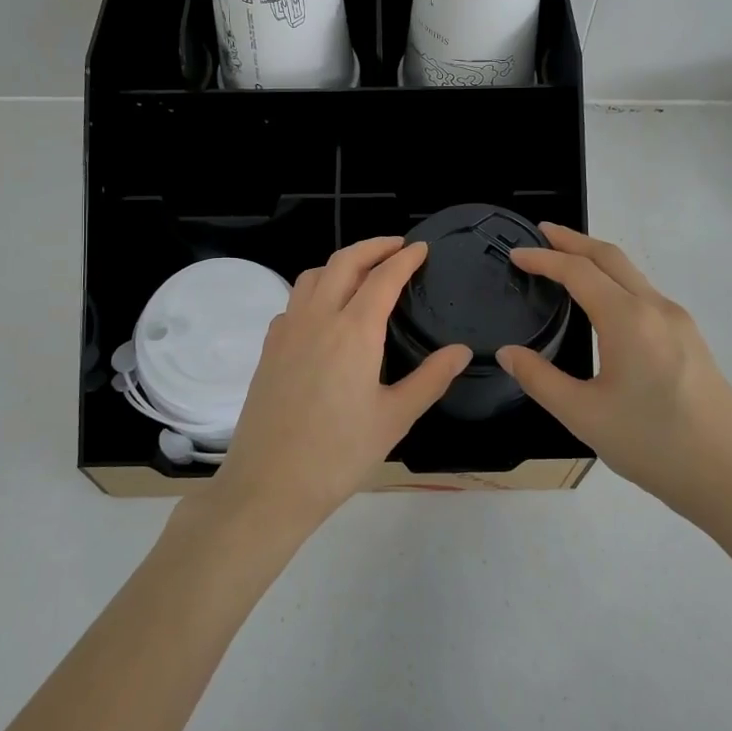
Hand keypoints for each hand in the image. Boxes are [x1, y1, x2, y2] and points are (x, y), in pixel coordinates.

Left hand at [209, 237, 471, 532]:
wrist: (269, 484)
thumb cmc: (339, 454)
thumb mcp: (395, 418)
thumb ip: (431, 378)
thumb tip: (462, 351)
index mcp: (354, 331)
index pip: (383, 277)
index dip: (405, 258)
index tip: (422, 248)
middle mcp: (318, 318)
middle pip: (344, 262)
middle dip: (373, 246)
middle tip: (397, 246)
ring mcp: (287, 330)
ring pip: (313, 276)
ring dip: (341, 263)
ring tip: (363, 271)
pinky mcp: (269, 348)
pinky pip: (294, 301)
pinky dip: (315, 289)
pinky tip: (325, 312)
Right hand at [496, 223, 731, 522]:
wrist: (731, 478)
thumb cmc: (652, 445)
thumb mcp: (583, 416)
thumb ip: (539, 379)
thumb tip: (508, 353)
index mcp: (628, 319)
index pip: (578, 271)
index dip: (543, 258)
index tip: (516, 253)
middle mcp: (656, 308)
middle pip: (610, 257)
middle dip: (574, 240)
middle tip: (542, 233)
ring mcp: (680, 322)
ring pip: (632, 274)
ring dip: (597, 259)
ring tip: (567, 263)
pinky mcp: (692, 340)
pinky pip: (646, 294)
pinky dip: (616, 281)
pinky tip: (605, 304)